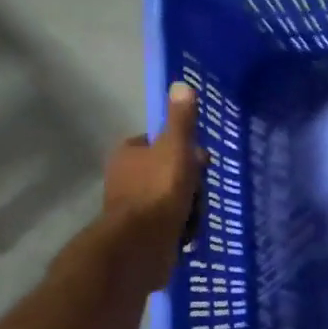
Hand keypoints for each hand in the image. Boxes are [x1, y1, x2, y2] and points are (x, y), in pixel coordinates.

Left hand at [101, 82, 205, 291]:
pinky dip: (181, 229)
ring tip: (195, 218)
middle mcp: (125, 178)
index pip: (159, 143)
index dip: (183, 150)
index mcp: (128, 154)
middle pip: (169, 173)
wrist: (141, 244)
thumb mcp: (176, 148)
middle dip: (190, 184)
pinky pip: (169, 225)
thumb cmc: (158, 190)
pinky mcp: (141, 234)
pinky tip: (189, 235)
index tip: (201, 162)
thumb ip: (181, 120)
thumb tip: (182, 84)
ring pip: (171, 200)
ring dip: (189, 209)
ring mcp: (132, 208)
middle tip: (200, 193)